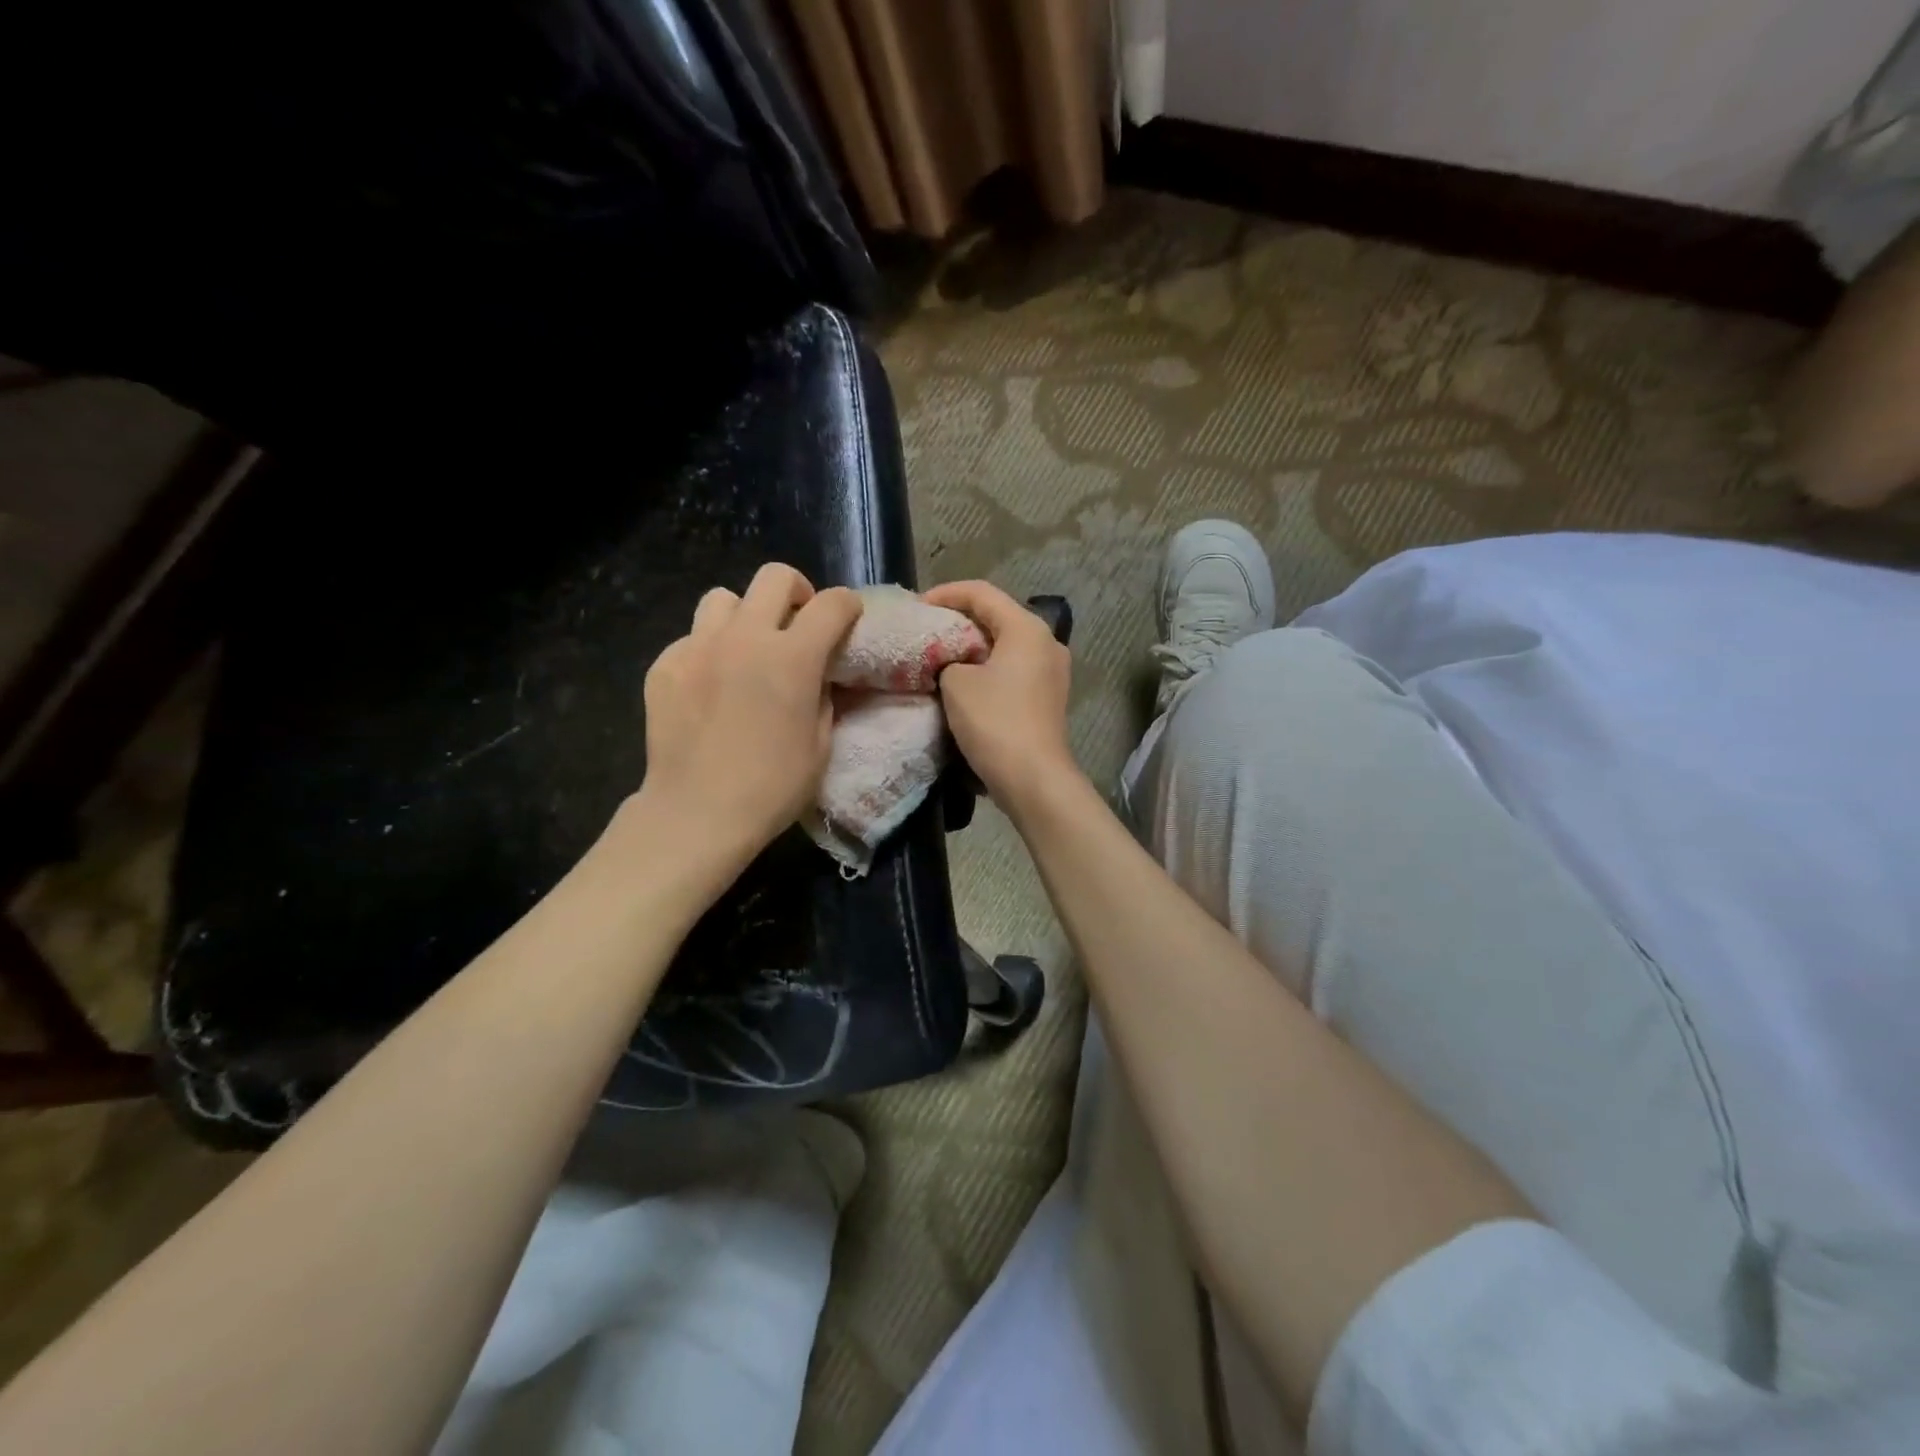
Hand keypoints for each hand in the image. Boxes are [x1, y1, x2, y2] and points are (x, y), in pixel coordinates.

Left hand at [636, 564, 862, 878]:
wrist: (697, 813)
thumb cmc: (772, 787)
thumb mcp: (820, 744)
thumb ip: (823, 696)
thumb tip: (818, 676)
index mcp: (792, 657)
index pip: (832, 604)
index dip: (848, 606)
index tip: (849, 620)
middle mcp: (745, 638)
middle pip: (774, 577)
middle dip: (796, 592)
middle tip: (798, 623)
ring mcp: (697, 647)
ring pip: (724, 599)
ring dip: (745, 616)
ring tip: (747, 649)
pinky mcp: (664, 666)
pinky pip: (692, 638)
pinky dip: (709, 650)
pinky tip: (710, 685)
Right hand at [923, 580, 1078, 816]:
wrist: (1033, 778)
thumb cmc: (994, 721)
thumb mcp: (956, 682)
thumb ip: (948, 658)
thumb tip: (953, 663)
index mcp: (1027, 628)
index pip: (982, 592)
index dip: (945, 593)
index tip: (917, 607)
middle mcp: (1047, 642)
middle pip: (997, 616)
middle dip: (959, 619)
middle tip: (926, 628)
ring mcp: (1052, 671)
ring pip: (1005, 644)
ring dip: (973, 646)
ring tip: (941, 654)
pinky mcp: (1048, 697)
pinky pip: (1013, 668)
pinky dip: (987, 667)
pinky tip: (964, 680)